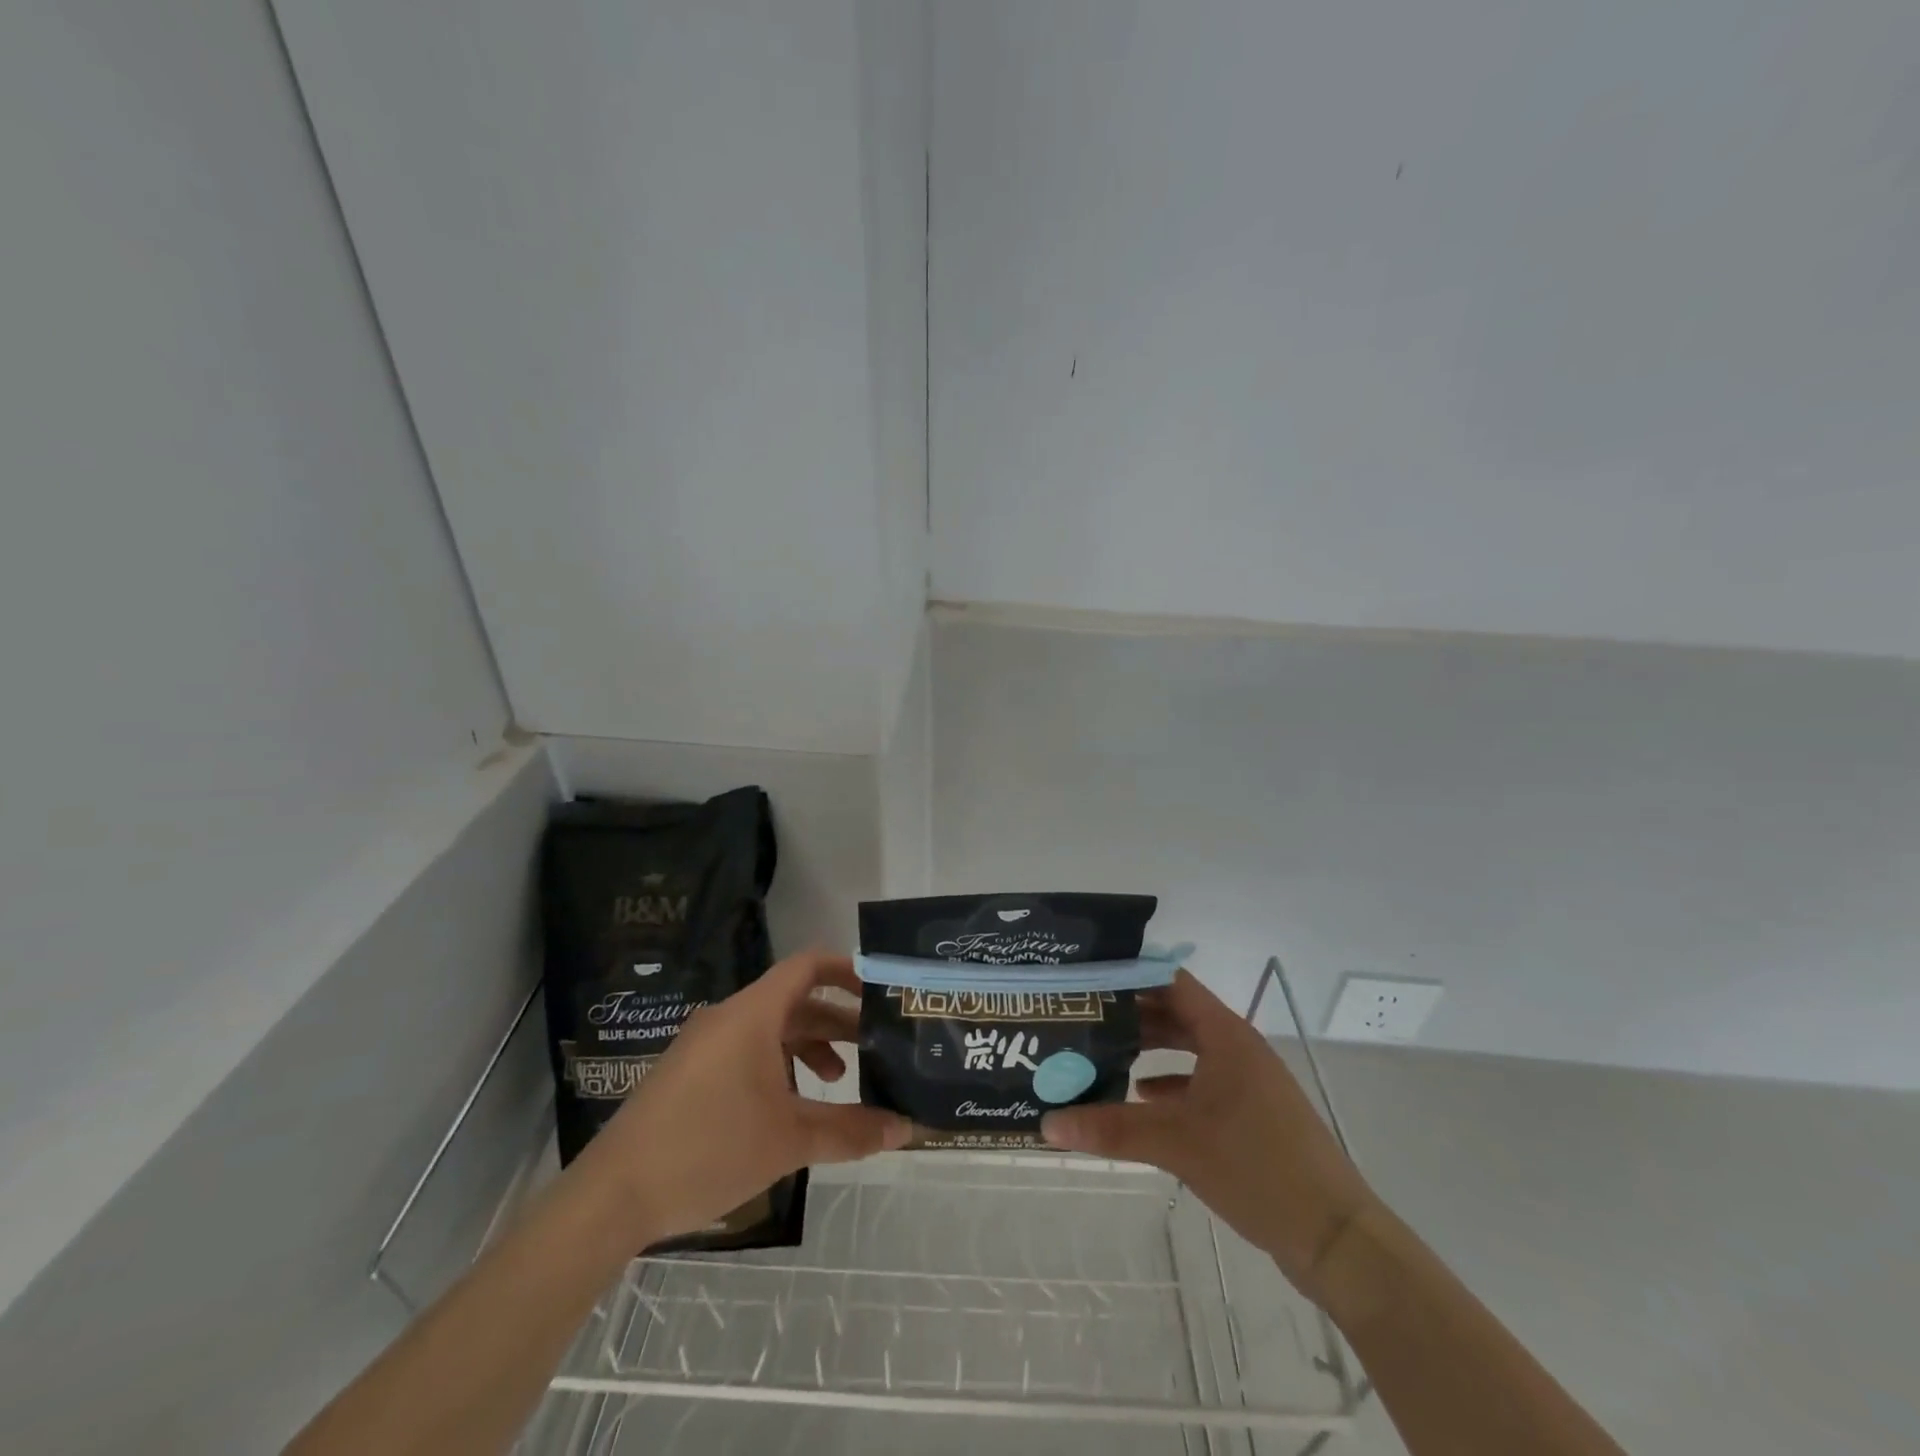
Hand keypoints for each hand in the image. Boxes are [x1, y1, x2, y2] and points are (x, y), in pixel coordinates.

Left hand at [580, 950, 911, 1243]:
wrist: (612, 1196)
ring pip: (771, 1029)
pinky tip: (790, 1104)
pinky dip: (778, 1064)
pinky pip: (746, 1050)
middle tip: (876, 1044)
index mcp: (752, 1015)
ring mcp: (705, 1044)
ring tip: (838, 1080)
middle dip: (837, 1021)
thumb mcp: (789, 1140)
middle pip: (794, 1001)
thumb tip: (906, 1129)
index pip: (807, 966)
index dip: (846, 970)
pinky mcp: (690, 1071)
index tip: (879, 989)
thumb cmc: (708, 1149)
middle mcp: (728, 1018)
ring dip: (809, 1046)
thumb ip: (850, 1131)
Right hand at [1040, 970, 1376, 1300]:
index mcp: (1226, 1035)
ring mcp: (1247, 1081)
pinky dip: (1171, 1085)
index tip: (1088, 978)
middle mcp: (1237, 1047)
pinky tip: (1141, 1100)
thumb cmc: (1256, 1166)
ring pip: (1189, 1050)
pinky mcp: (1251, 1114)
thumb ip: (1111, 1129)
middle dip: (1132, 1016)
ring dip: (1149, 1051)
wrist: (1335, 1237)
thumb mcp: (1176, 1143)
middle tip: (1083, 1019)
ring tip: (1101, 1056)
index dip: (1131, 976)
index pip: (1171, 982)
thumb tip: (1046, 1124)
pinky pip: (1202, 1083)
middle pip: (1177, 1014)